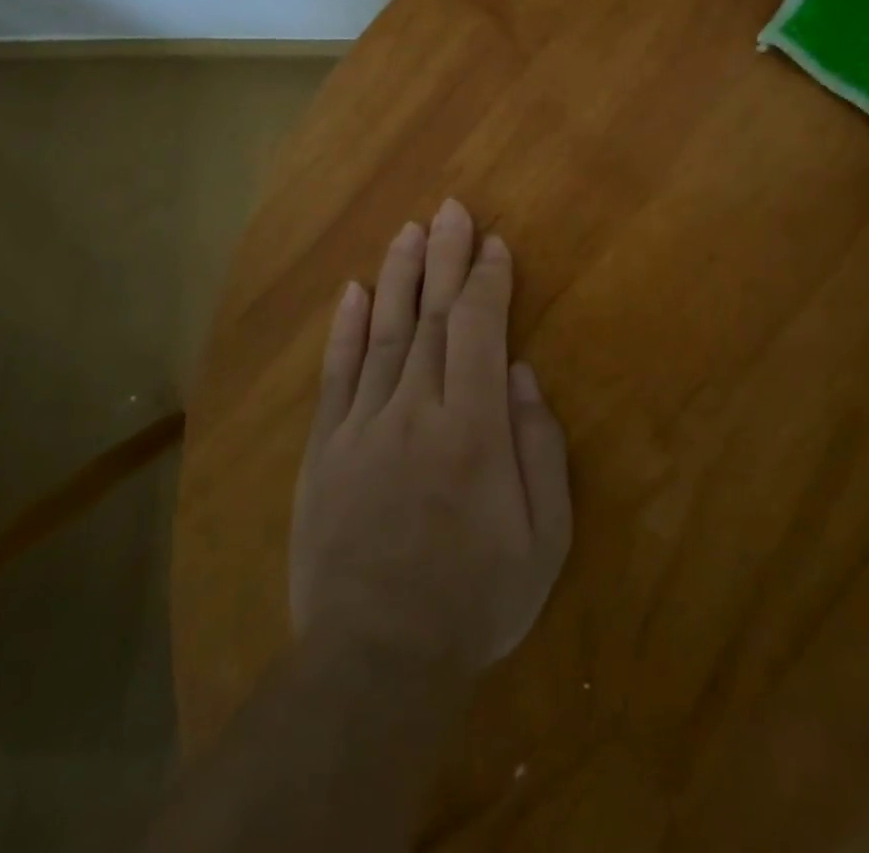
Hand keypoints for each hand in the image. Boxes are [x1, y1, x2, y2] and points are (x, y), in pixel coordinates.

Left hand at [289, 201, 571, 677]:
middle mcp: (417, 409)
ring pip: (385, 331)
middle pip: (433, 316)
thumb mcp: (543, 540)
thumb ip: (539, 448)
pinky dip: (346, 328)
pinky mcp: (325, 446)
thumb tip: (524, 375)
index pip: (480, 330)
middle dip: (445, 256)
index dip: (488, 281)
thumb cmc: (473, 600)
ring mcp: (363, 424)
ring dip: (398, 275)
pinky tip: (354, 290)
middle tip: (450, 209)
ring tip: (408, 230)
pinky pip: (337, 374)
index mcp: (474, 428)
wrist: (375, 659)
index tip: (494, 244)